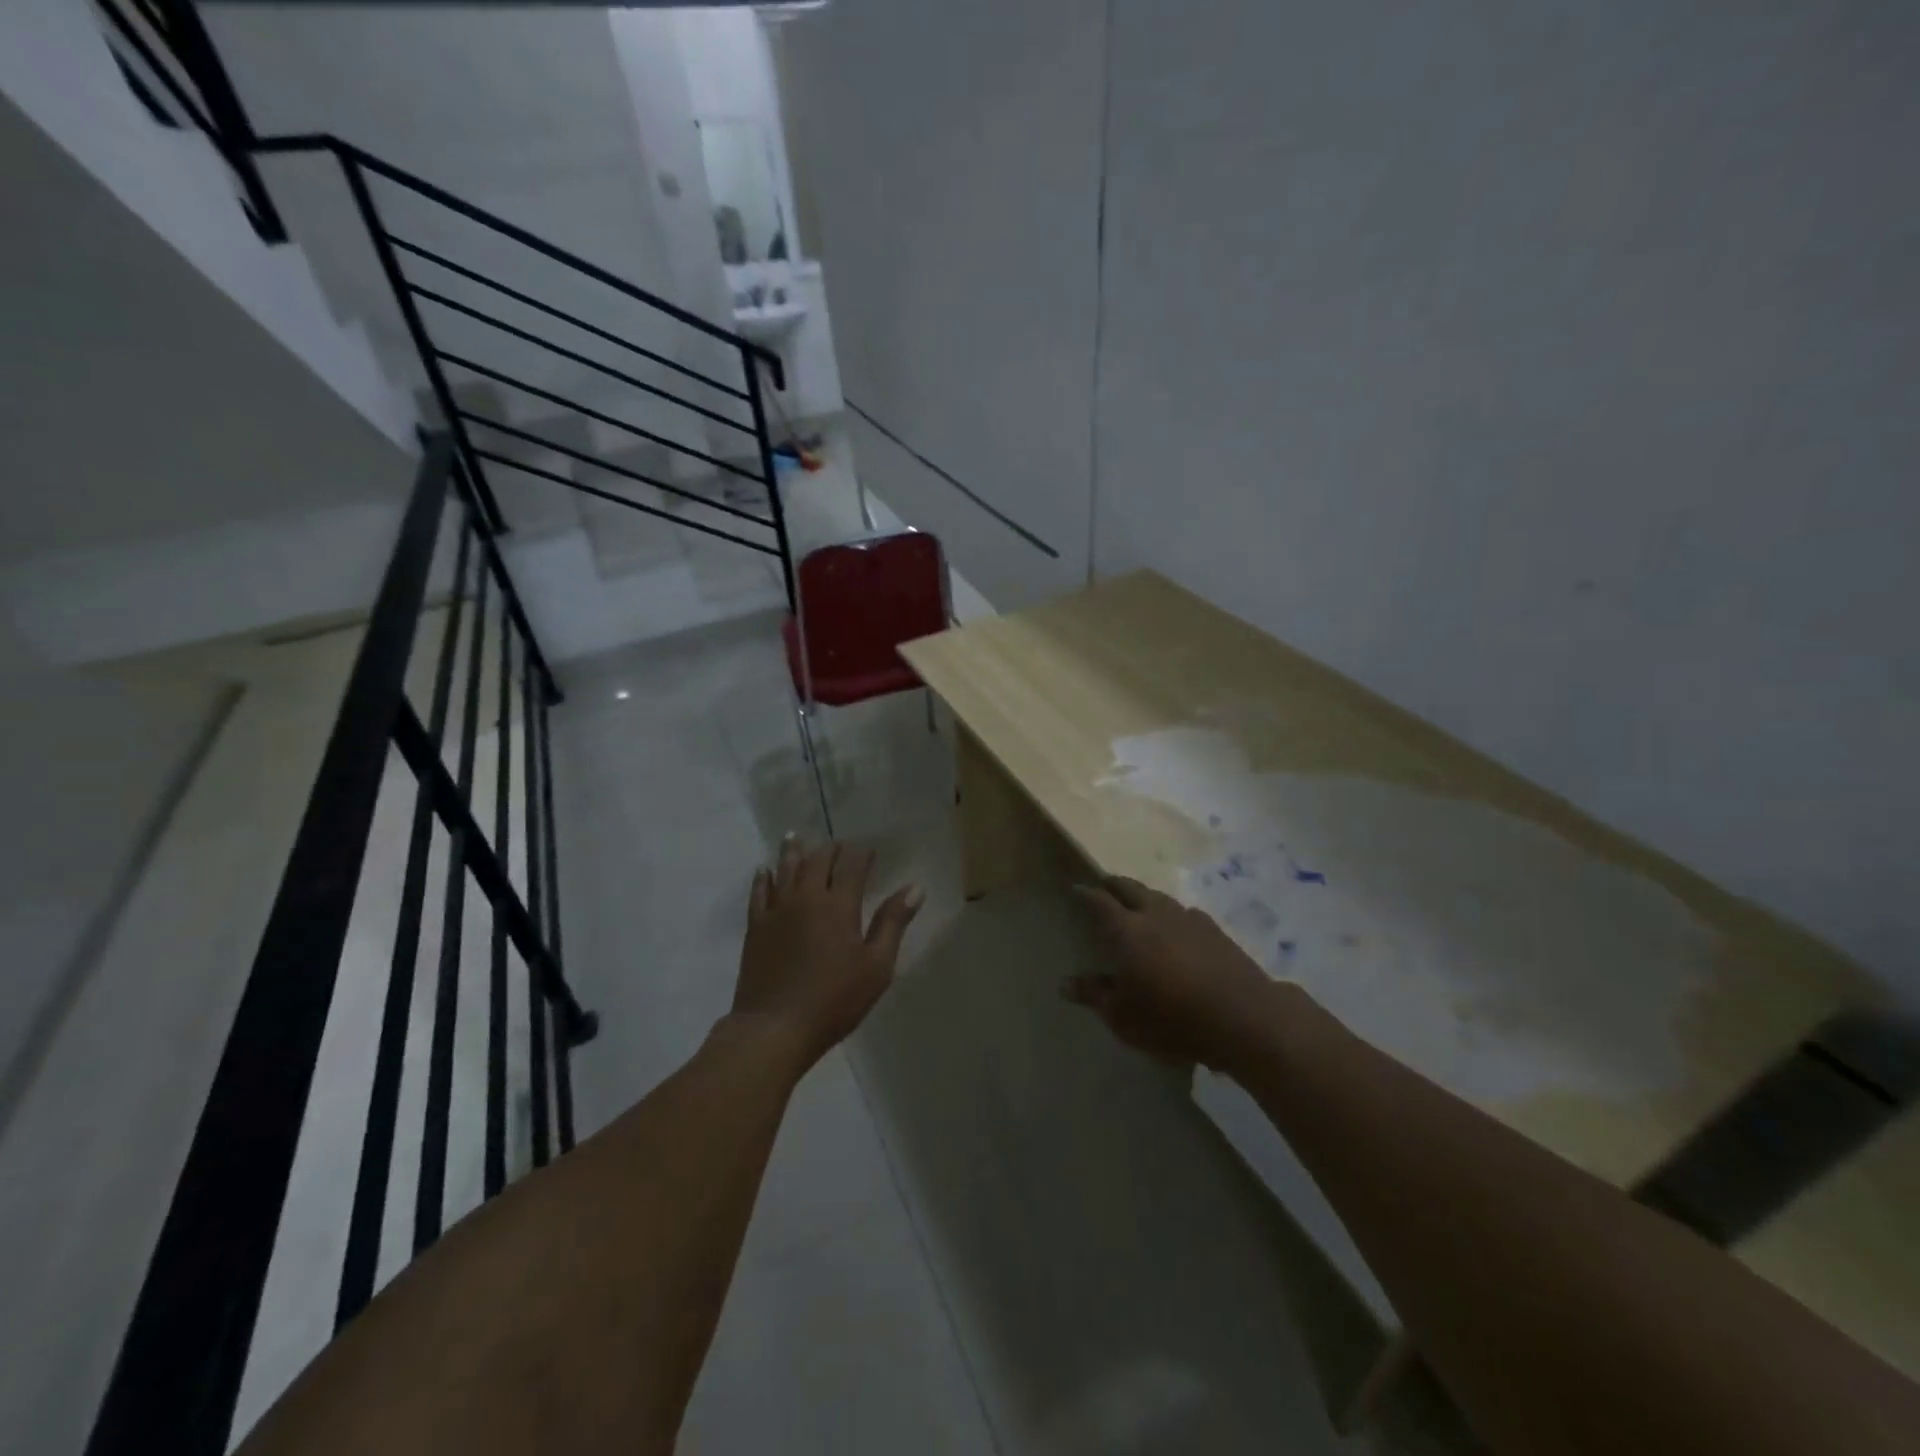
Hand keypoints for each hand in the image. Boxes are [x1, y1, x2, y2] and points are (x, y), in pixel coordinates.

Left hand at [731, 836, 923, 1067]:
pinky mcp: (755, 927)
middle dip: (831, 849)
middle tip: (839, 844)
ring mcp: (777, 910)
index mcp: (839, 905)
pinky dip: (763, 877)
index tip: (870, 849)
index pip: (852, 866)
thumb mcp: (876, 966)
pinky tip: (764, 870)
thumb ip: (893, 923)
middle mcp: (806, 898)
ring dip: (794, 851)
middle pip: (818, 861)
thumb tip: (914, 887)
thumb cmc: (834, 1000)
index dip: (862, 854)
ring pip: (785, 869)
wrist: (774, 1028)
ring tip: (796, 836)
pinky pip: (759, 892)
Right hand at [1067, 875, 1283, 1071]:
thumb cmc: (1172, 1018)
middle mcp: (1156, 914)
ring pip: (1159, 897)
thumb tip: (1065, 983)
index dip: (1086, 894)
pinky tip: (1176, 928)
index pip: (1100, 902)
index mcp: (1127, 930)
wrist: (1244, 1017)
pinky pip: (1185, 913)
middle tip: (1104, 885)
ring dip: (1144, 897)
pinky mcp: (1216, 931)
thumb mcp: (1123, 1016)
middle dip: (1115, 884)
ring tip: (1138, 904)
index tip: (1075, 889)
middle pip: (1131, 888)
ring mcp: (1189, 919)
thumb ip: (1094, 995)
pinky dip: (1172, 914)